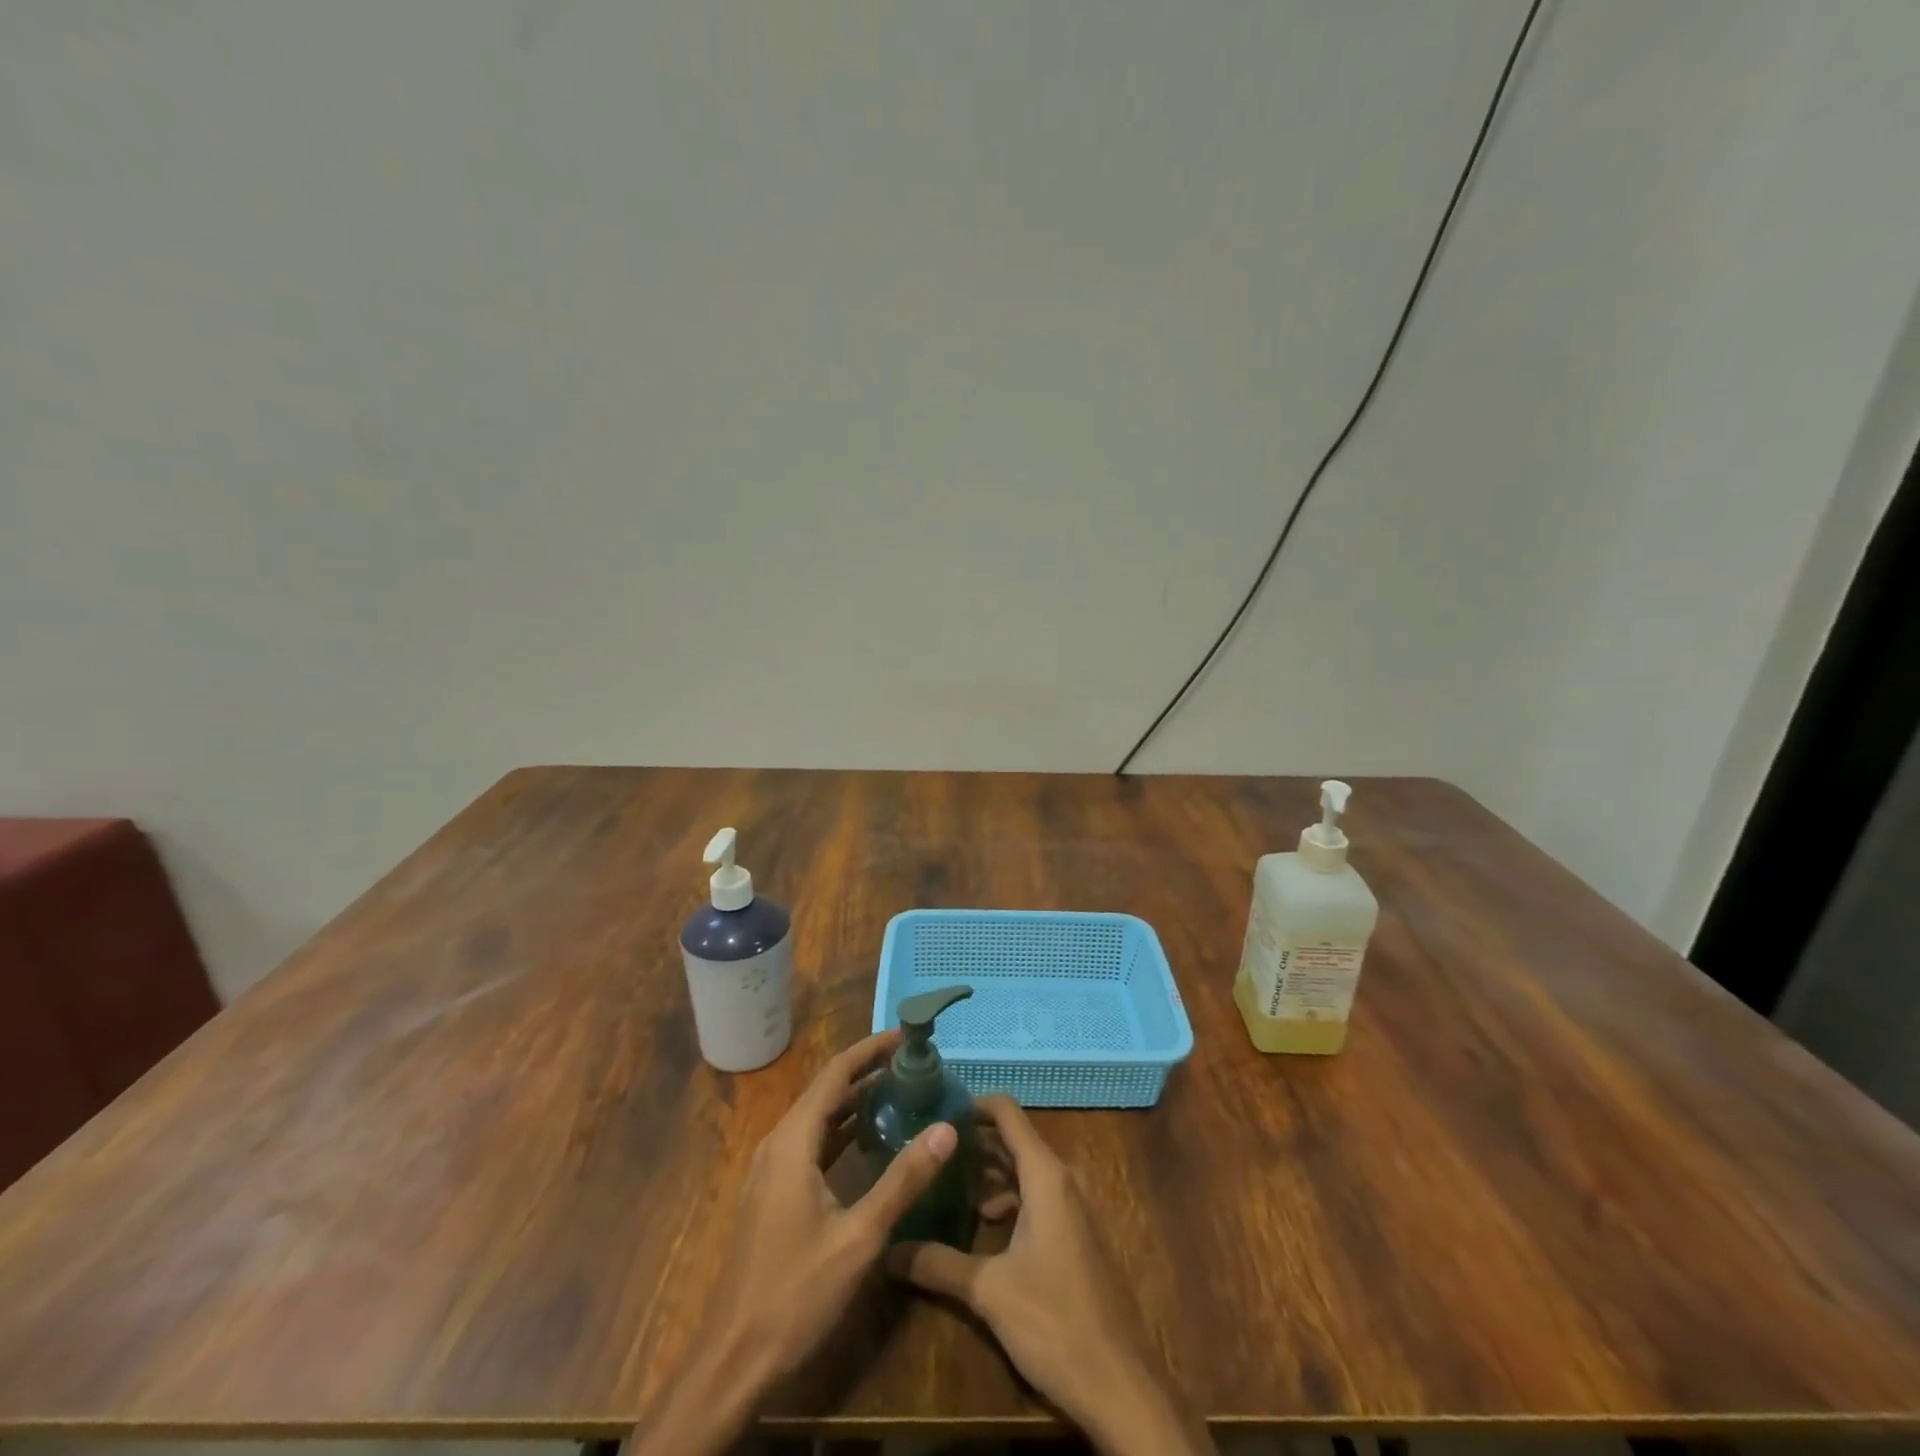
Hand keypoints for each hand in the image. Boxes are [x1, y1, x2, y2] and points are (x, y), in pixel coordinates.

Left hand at [632, 1031, 958, 1455]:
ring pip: (819, 1116)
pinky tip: (872, 1137)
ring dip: (856, 1100)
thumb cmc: (795, 1294)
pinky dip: (843, 1130)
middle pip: (827, 1090)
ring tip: (901, 1089)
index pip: (836, 1074)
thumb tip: (946, 1128)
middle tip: (914, 1064)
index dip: (871, 1050)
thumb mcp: (859, 1238)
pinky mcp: (775, 1191)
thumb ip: (903, 1180)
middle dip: (868, 1071)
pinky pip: (813, 1142)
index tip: (907, 1036)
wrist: (734, 1360)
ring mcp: (773, 1169)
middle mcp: (779, 1143)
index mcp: (793, 1141)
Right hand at [889, 1095, 1213, 1455]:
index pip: (1007, 1112)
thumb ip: (937, 1263)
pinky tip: (982, 1228)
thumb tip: (887, 1250)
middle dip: (973, 1142)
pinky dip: (1009, 1200)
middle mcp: (1063, 1179)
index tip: (935, 1112)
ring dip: (989, 1174)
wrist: (1121, 1386)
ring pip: (1026, 1171)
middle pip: (1014, 1140)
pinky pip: (1039, 1197)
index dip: (971, 1105)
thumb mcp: (988, 1291)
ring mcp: (1076, 1207)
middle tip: (930, 1150)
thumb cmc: (1055, 1322)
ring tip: (946, 1186)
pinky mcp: (1079, 1235)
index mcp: (1046, 1175)